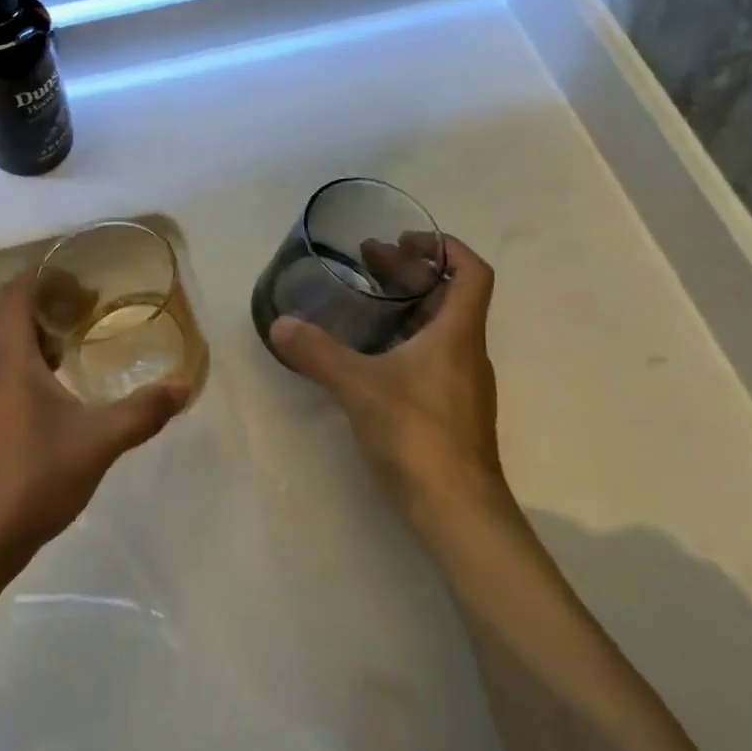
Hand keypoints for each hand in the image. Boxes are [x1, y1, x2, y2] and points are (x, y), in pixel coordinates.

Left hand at [0, 270, 188, 578]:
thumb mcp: (98, 442)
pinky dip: (28, 375)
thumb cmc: (31, 478)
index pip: (13, 294)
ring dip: (39, 344)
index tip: (78, 279)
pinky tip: (56, 406)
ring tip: (78, 356)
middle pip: (11, 321)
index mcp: (9, 360)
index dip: (42, 276)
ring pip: (6, 355)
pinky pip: (1, 383)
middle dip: (50, 309)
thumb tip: (184, 386)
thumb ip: (142, 412)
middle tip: (91, 314)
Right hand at [268, 234, 505, 531]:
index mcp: (457, 334)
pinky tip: (372, 353)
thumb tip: (280, 324)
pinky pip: (432, 355)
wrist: (458, 512)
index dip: (445, 247)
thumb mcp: (360, 388)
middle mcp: (466, 352)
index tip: (406, 238)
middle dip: (411, 270)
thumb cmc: (418, 436)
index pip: (472, 272)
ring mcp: (462, 383)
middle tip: (369, 259)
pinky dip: (405, 338)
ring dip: (408, 304)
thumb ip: (318, 353)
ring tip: (367, 298)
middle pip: (449, 295)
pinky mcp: (451, 409)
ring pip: (440, 326)